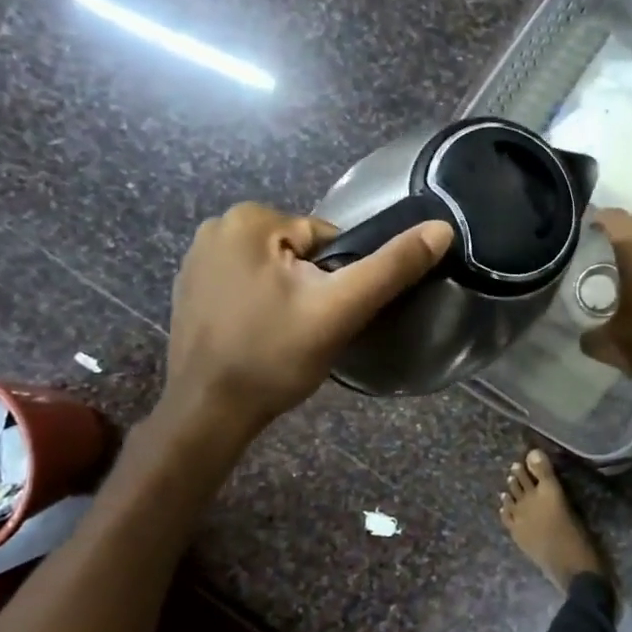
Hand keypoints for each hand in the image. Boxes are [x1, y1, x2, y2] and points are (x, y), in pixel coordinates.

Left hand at [159, 202, 452, 434]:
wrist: (208, 412)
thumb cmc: (274, 356)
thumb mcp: (341, 309)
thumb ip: (392, 267)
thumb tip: (441, 229)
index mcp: (250, 219)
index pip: (328, 240)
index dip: (340, 280)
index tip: (327, 315)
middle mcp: (217, 226)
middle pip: (301, 253)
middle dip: (313, 288)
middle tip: (308, 330)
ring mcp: (197, 258)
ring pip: (276, 271)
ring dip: (289, 298)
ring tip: (284, 338)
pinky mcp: (190, 288)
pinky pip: (248, 286)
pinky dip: (261, 307)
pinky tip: (258, 338)